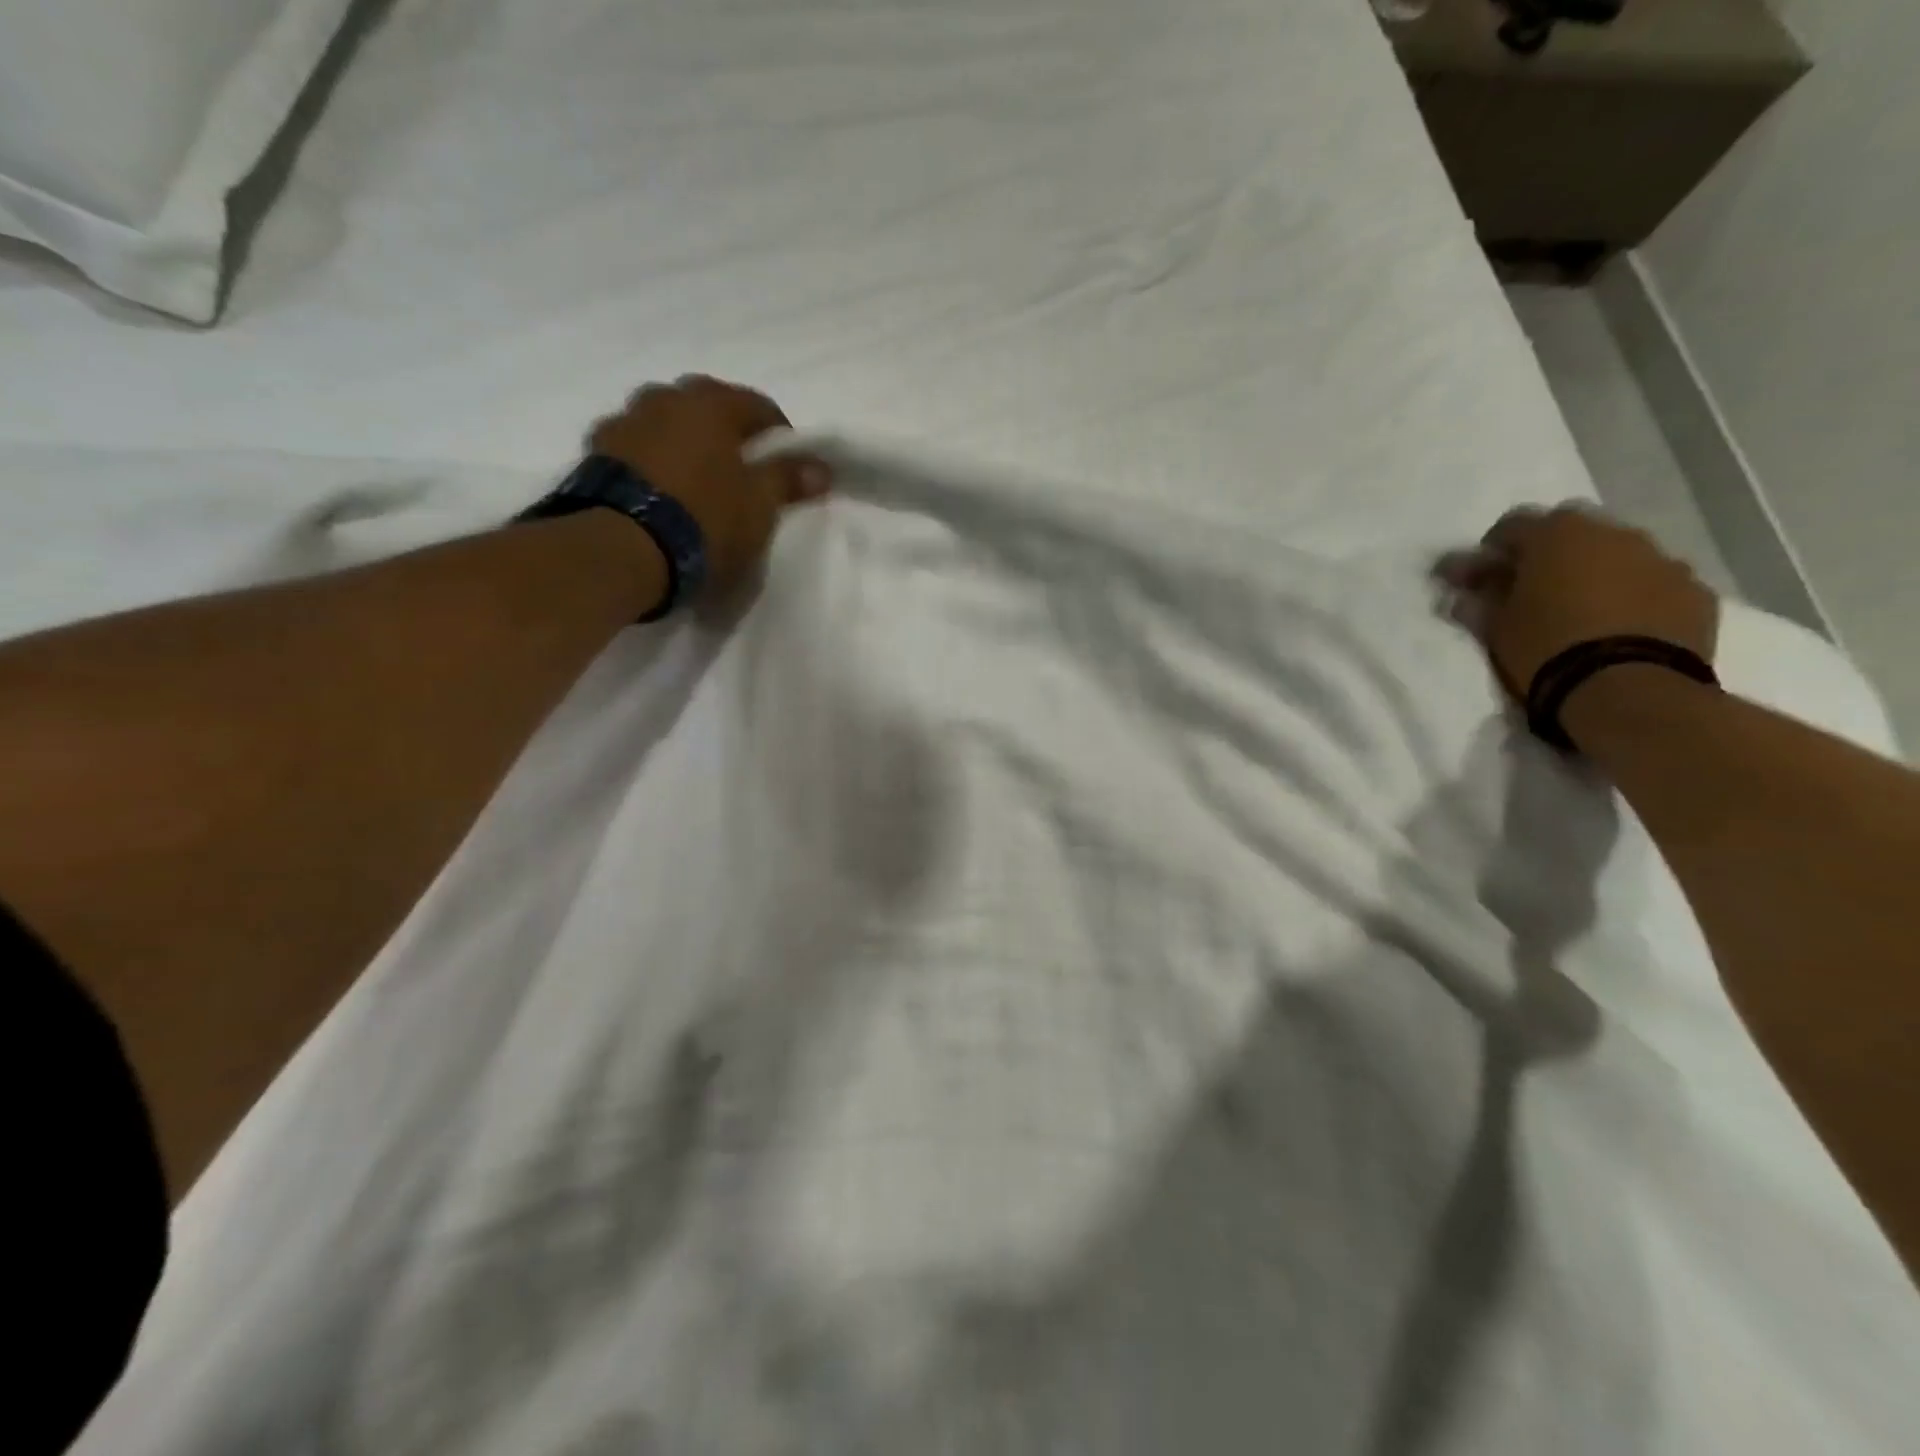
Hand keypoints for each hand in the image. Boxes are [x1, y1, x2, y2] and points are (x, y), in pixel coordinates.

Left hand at [589, 374, 831, 597]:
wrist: (621, 549)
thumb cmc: (705, 520)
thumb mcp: (760, 506)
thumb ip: (789, 480)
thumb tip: (821, 467)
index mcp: (711, 403)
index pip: (759, 406)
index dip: (780, 438)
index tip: (787, 469)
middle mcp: (665, 398)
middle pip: (708, 409)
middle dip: (728, 435)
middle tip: (741, 474)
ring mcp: (624, 421)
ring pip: (667, 425)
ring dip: (684, 445)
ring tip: (697, 485)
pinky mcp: (593, 452)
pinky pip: (636, 449)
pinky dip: (652, 463)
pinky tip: (660, 493)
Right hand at [1438, 505, 1718, 698]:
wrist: (1627, 689)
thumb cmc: (1545, 648)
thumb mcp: (1495, 627)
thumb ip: (1479, 600)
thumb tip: (1462, 592)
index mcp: (1557, 535)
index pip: (1513, 524)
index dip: (1491, 550)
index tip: (1479, 577)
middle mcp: (1613, 533)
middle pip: (1572, 530)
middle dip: (1548, 553)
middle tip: (1531, 588)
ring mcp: (1662, 560)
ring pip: (1618, 554)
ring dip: (1595, 571)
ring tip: (1579, 610)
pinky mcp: (1695, 591)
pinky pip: (1654, 583)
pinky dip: (1634, 595)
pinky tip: (1619, 625)